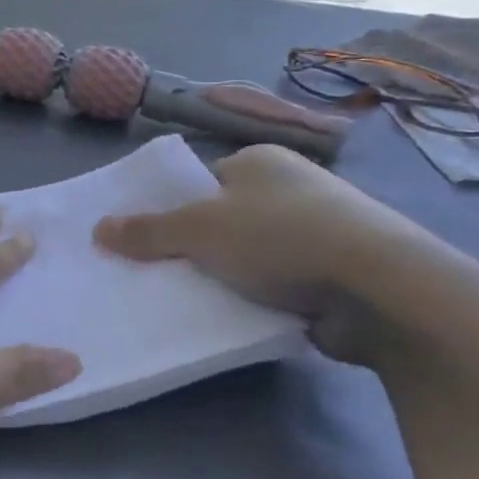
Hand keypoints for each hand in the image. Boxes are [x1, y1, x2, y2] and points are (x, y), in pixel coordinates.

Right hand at [93, 145, 461, 363]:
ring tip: (194, 299)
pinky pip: (280, 283)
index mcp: (260, 161)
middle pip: (225, 218)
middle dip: (198, 247)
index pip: (203, 181)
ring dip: (230, 276)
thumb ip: (147, 230)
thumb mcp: (199, 229)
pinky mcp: (337, 273)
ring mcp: (320, 231)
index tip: (149, 241)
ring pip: (252, 254)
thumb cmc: (280, 237)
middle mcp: (292, 188)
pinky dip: (261, 298)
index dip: (174, 209)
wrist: (380, 288)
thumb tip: (98, 228)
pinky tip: (237, 316)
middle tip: (163, 273)